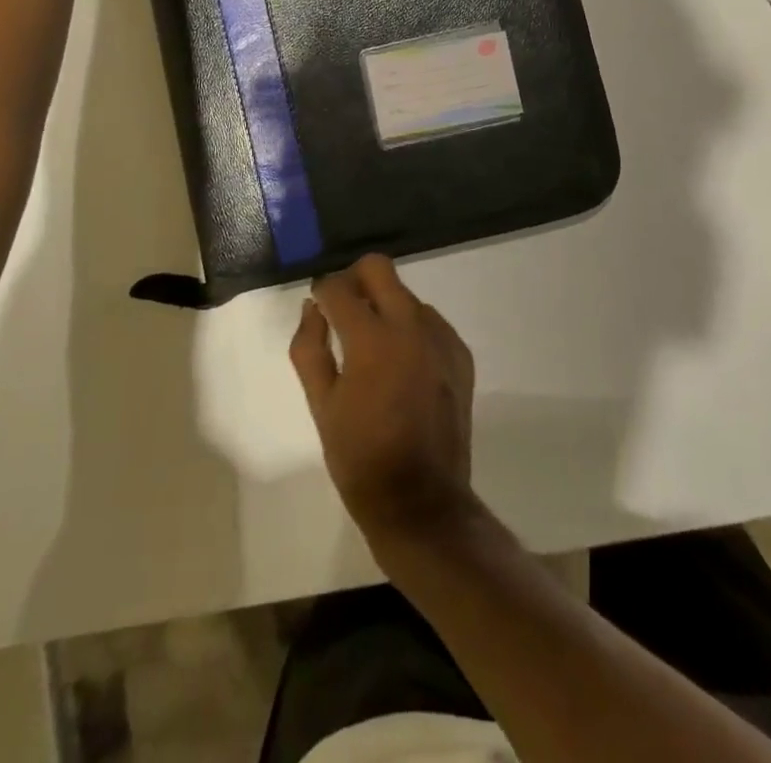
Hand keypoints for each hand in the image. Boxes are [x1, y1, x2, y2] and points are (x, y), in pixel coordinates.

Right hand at [290, 256, 478, 547]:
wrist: (421, 501)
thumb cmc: (360, 456)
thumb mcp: (321, 404)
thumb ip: (309, 347)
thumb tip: (312, 308)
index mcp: (372, 338)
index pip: (339, 287)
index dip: (322, 290)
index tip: (318, 305)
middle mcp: (411, 325)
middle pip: (379, 268)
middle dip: (354, 280)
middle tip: (343, 309)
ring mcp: (441, 337)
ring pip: (406, 294)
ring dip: (384, 305)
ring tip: (373, 346)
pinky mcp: (460, 354)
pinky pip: (429, 321)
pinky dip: (410, 329)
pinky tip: (402, 364)